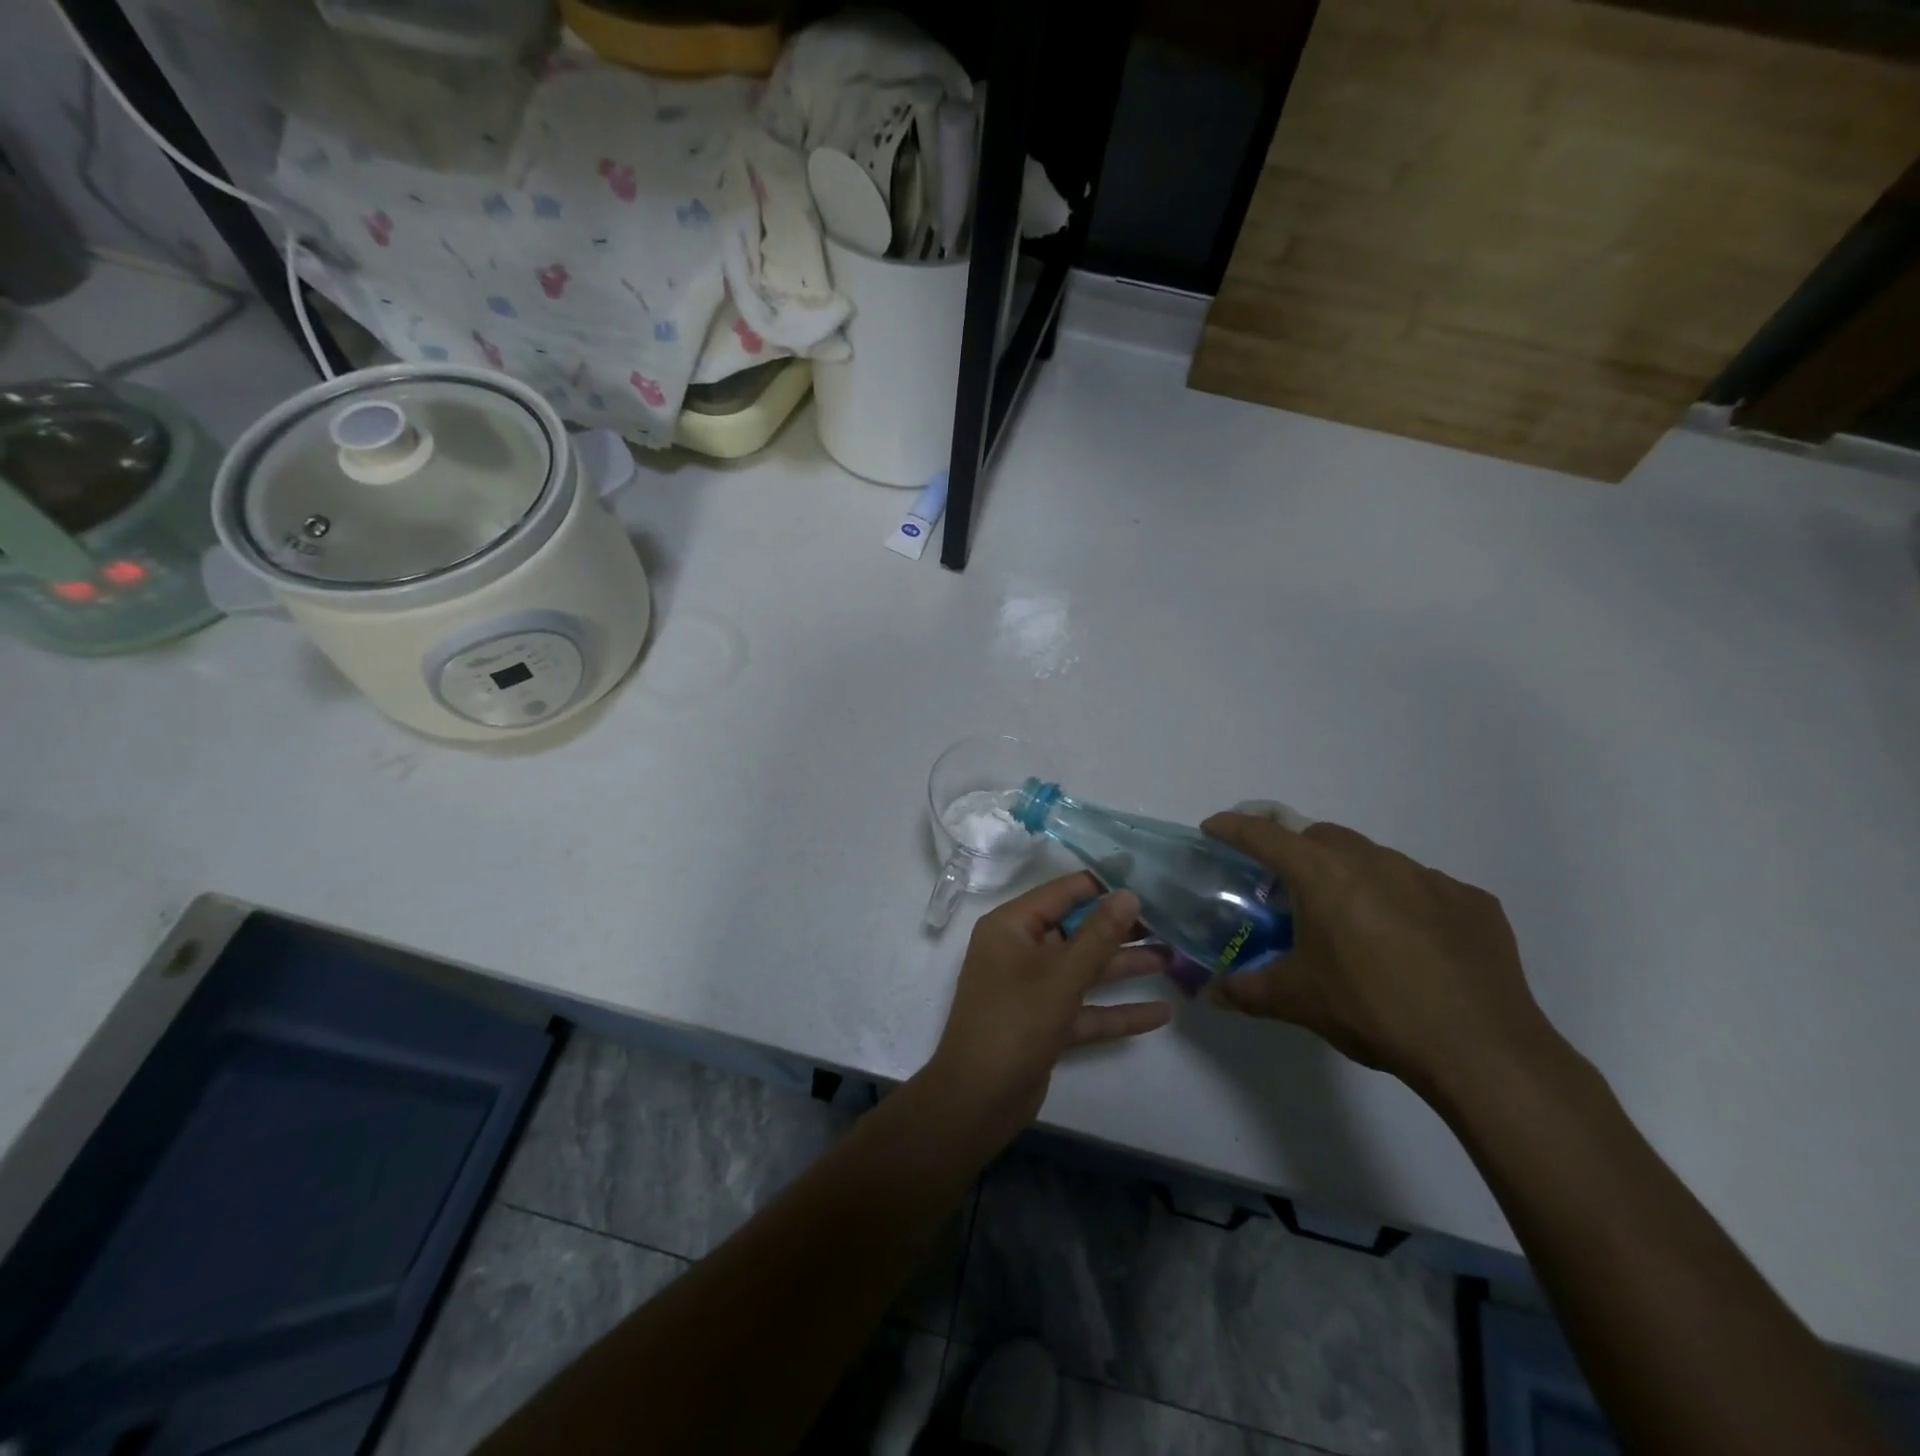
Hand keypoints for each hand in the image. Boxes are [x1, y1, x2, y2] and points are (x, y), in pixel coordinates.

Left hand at [924, 872, 1172, 1146]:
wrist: (978, 1100)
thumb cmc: (1016, 1022)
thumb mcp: (1062, 975)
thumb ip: (1098, 935)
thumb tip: (1129, 894)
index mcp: (1012, 926)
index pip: (1062, 892)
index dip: (1103, 885)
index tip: (1147, 880)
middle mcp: (1020, 950)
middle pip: (1077, 930)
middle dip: (1120, 929)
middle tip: (1169, 922)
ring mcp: (1032, 988)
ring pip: (1084, 969)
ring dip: (1124, 965)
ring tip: (1173, 958)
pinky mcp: (1045, 1023)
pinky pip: (1085, 1007)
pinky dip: (1117, 1010)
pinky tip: (1160, 1013)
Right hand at [1199, 813, 1558, 1103]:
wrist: (1482, 1051)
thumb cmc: (1373, 1011)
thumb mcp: (1297, 1002)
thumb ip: (1245, 991)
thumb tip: (1207, 994)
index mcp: (1324, 876)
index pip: (1265, 835)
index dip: (1233, 828)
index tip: (1214, 828)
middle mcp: (1375, 861)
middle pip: (1321, 837)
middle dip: (1295, 850)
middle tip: (1286, 886)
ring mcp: (1430, 878)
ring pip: (1375, 858)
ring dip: (1351, 874)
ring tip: (1350, 919)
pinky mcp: (1472, 902)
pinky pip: (1424, 888)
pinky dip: (1403, 901)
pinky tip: (1410, 943)